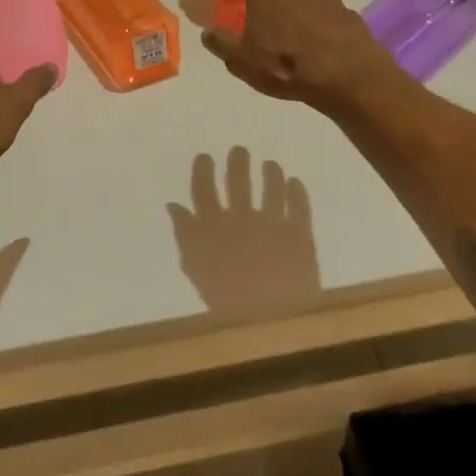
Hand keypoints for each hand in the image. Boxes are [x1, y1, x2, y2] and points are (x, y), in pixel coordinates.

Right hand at [168, 147, 320, 315]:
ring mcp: (272, 222)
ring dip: (270, 171)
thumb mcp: (196, 269)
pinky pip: (300, 204)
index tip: (205, 157)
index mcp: (212, 227)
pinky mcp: (300, 232)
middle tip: (239, 151)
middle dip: (237, 161)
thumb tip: (174, 206)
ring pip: (272, 184)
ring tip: (270, 164)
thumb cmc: (225, 302)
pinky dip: (297, 190)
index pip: (203, 189)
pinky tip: (295, 183)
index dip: (202, 170)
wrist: (271, 323)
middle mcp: (241, 217)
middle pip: (238, 180)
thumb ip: (185, 235)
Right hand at [201, 0, 400, 109]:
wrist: (348, 77)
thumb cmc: (286, 67)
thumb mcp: (243, 62)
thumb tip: (207, 32)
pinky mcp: (348, 12)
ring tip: (300, 23)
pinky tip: (325, 38)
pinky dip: (326, 17)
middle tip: (271, 6)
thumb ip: (222, 43)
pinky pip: (332, 8)